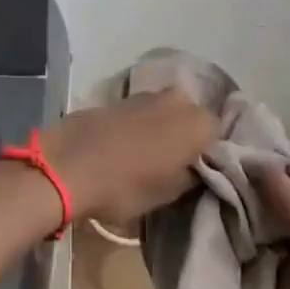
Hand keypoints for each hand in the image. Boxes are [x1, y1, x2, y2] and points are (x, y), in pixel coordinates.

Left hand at [37, 90, 216, 225]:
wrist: (69, 162)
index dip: (213, 154)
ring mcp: (147, 94)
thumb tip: (198, 167)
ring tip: (154, 156)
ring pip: (168, 112)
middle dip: (189, 137)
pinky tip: (131, 145)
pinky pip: (144, 112)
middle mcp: (178, 100)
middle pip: (194, 118)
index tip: (204, 173)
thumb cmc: (125, 184)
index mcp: (197, 122)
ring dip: (165, 129)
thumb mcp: (168, 193)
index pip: (220, 134)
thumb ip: (192, 176)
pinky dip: (143, 125)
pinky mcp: (121, 97)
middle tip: (180, 165)